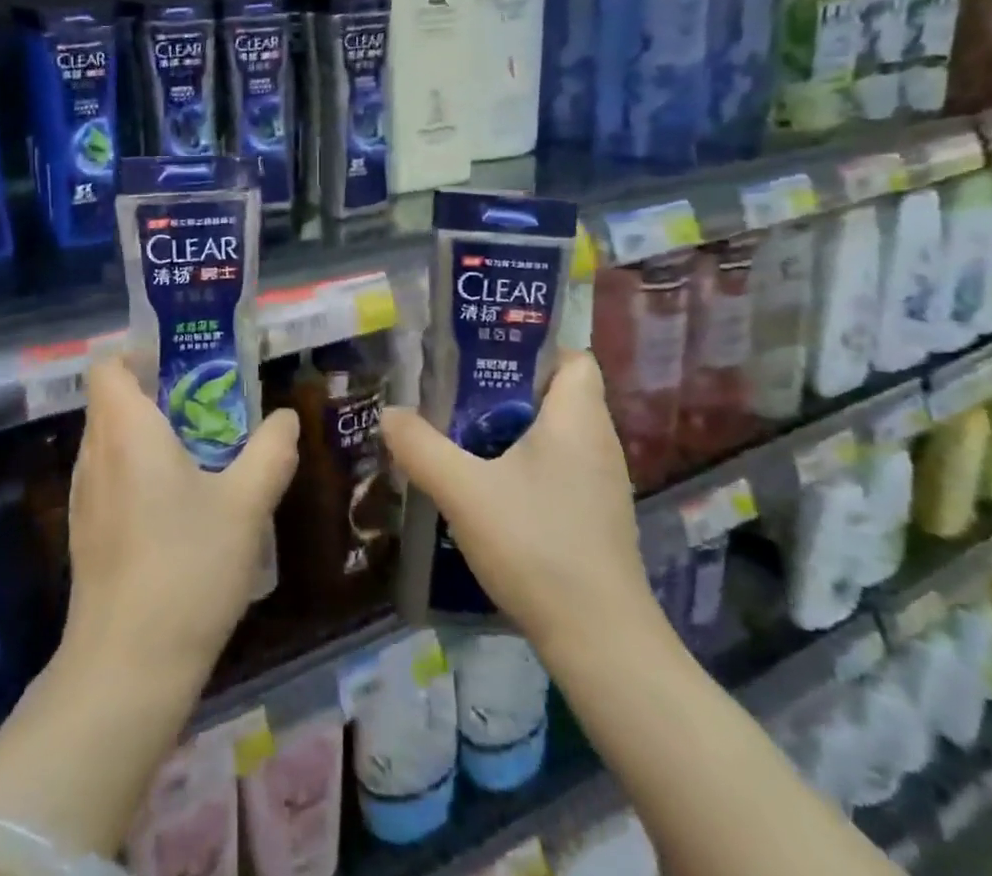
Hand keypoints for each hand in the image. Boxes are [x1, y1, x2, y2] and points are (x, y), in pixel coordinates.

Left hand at [63, 359, 299, 690]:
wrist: (127, 669)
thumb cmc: (187, 568)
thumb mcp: (246, 505)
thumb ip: (270, 452)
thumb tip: (286, 418)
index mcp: (125, 430)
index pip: (107, 366)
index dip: (137, 355)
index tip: (181, 364)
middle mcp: (94, 454)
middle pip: (111, 401)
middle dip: (156, 394)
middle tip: (207, 405)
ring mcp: (83, 498)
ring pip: (110, 442)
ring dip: (148, 436)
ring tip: (199, 453)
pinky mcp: (85, 535)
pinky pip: (109, 479)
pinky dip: (137, 473)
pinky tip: (177, 508)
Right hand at [380, 351, 654, 648]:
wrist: (600, 642)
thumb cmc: (537, 545)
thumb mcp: (463, 491)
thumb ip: (420, 447)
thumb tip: (389, 414)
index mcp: (578, 418)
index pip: (571, 357)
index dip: (532, 349)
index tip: (484, 358)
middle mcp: (599, 442)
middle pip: (556, 393)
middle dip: (506, 389)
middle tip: (456, 394)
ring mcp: (601, 483)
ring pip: (556, 434)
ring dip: (513, 430)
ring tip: (462, 436)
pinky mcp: (595, 517)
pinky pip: (558, 468)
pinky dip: (526, 466)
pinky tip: (489, 489)